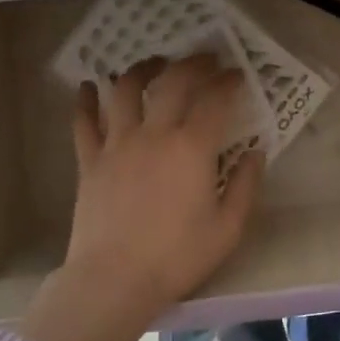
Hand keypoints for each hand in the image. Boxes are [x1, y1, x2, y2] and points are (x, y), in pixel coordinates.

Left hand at [66, 54, 264, 309]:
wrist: (113, 281)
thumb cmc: (176, 258)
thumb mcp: (227, 229)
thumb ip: (245, 186)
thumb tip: (254, 153)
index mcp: (191, 148)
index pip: (214, 99)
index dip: (228, 82)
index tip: (237, 75)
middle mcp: (154, 134)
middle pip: (173, 82)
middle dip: (193, 64)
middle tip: (205, 59)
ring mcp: (117, 144)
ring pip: (124, 90)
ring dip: (141, 70)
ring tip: (154, 63)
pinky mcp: (90, 161)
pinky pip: (84, 122)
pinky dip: (85, 100)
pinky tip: (88, 86)